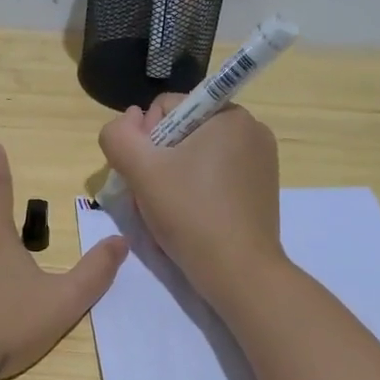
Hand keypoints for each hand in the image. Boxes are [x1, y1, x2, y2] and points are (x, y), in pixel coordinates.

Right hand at [98, 95, 284, 306]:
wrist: (237, 272)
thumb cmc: (190, 213)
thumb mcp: (140, 169)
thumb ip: (118, 135)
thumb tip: (127, 119)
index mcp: (229, 114)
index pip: (167, 107)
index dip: (145, 138)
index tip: (148, 173)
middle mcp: (251, 130)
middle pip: (182, 131)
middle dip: (160, 158)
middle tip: (155, 194)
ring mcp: (261, 161)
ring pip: (196, 155)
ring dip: (174, 175)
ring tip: (170, 208)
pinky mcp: (260, 189)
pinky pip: (215, 176)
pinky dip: (196, 190)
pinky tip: (189, 216)